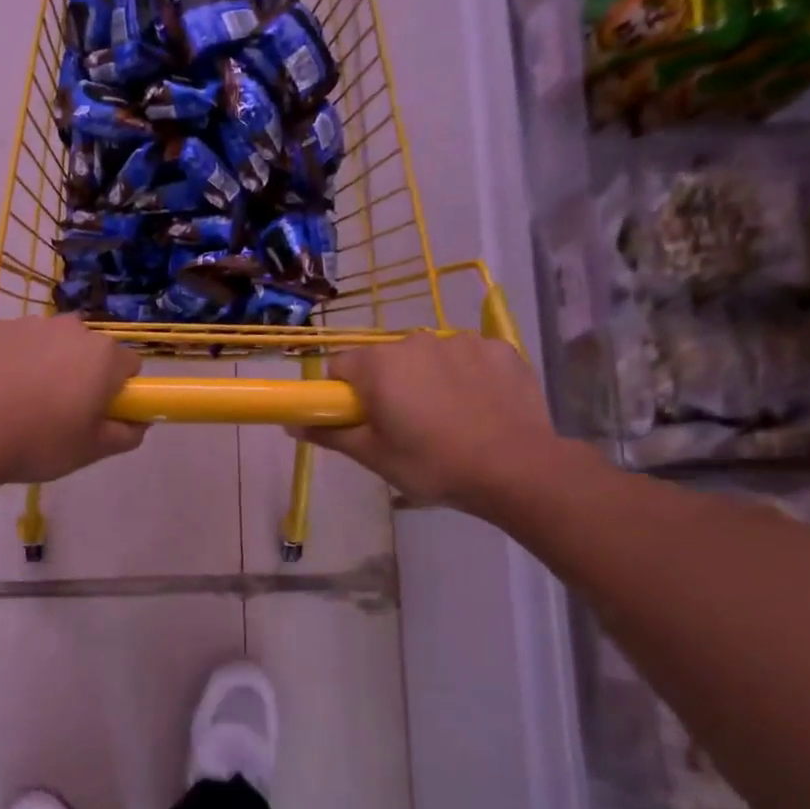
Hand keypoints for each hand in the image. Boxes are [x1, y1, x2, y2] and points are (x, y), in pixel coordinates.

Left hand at [0, 315, 148, 488]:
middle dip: (82, 374)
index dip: (119, 392)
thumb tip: (141, 422)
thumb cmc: (37, 442)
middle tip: (60, 412)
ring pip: (51, 344)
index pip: (129, 366)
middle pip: (89, 350)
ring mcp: (29, 324)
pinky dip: (13, 362)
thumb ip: (127, 434)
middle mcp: (71, 328)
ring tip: (21, 403)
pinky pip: (16, 344)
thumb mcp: (92, 451)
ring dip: (47, 365)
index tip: (98, 414)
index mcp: (103, 356)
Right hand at [297, 332, 560, 516]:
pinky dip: (466, 376)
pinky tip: (479, 407)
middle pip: (385, 360)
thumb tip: (291, 424)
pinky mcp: (498, 348)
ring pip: (427, 358)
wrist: (518, 468)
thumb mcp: (374, 457)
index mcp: (379, 365)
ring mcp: (461, 340)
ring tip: (448, 420)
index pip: (340, 366)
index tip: (359, 420)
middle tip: (404, 427)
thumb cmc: (433, 464)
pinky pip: (468, 357)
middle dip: (387, 386)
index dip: (343, 394)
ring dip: (427, 380)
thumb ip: (330, 434)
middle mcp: (415, 341)